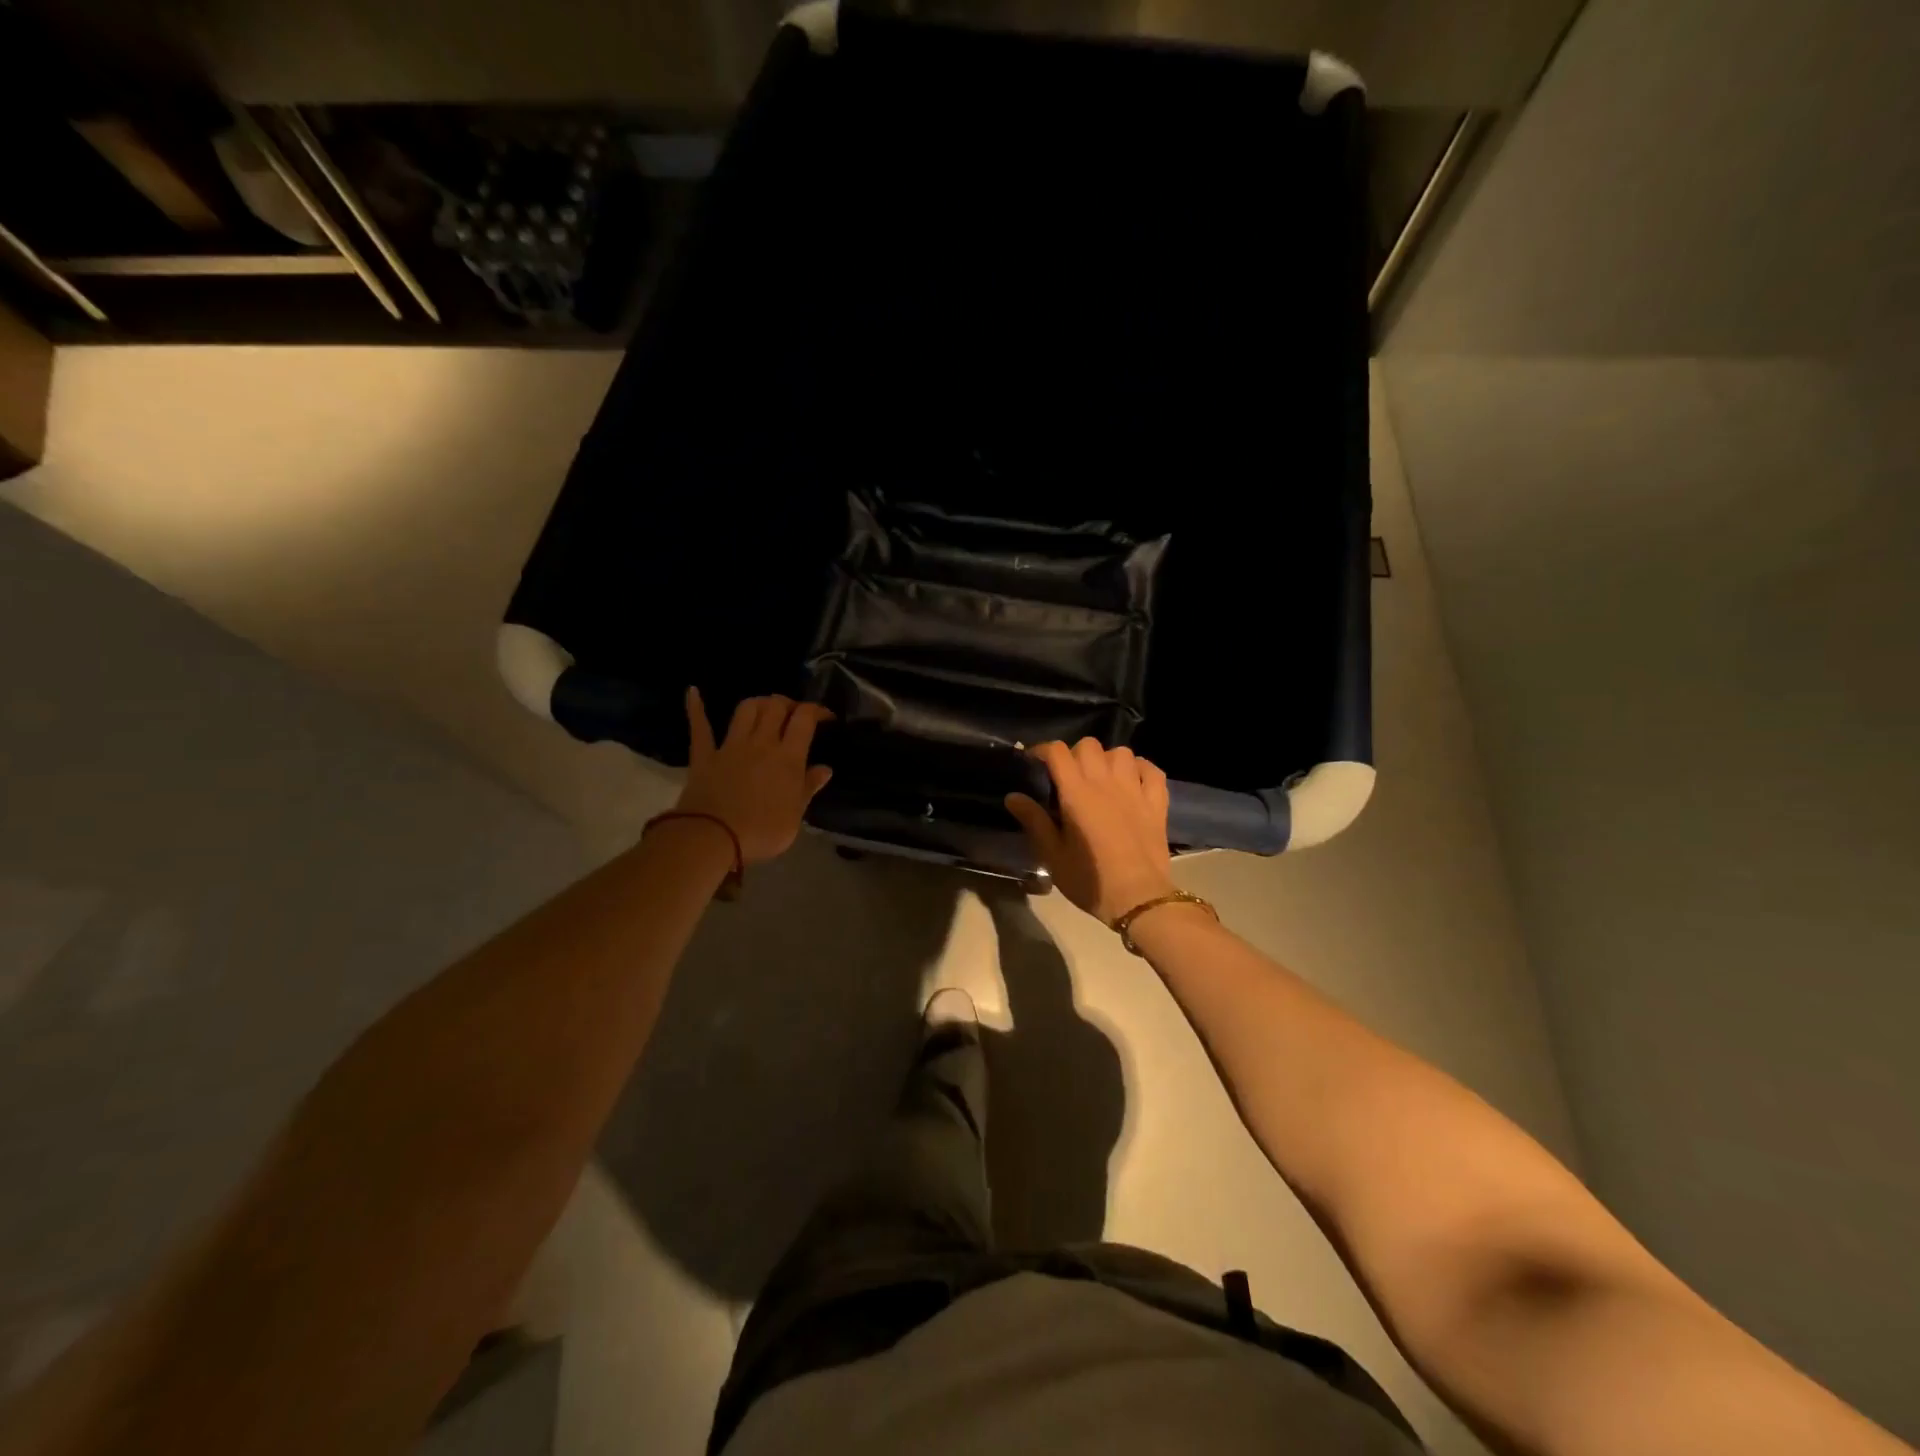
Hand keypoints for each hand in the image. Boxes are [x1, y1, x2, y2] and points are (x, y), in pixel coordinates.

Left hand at [676, 689, 833, 864]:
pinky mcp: (705, 756)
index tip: (825, 716)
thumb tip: (825, 769)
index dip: (817, 710)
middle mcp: (761, 743)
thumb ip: (808, 788)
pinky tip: (694, 692)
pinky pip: (700, 727)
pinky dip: (696, 708)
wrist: (712, 838)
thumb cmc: (762, 831)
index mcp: (788, 757)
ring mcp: (731, 746)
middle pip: (776, 707)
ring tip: (765, 708)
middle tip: (794, 714)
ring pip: (746, 709)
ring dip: (759, 703)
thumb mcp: (795, 816)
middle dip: (788, 704)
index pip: (805, 719)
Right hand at [1005, 738, 1175, 922]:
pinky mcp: (1157, 802)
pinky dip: (1140, 769)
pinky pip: (1151, 770)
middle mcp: (1106, 782)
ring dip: (1107, 759)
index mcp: (1076, 792)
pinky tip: (1133, 780)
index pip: (1058, 752)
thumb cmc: (1089, 880)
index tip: (1034, 762)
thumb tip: (1013, 796)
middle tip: (1067, 775)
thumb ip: (1033, 820)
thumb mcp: (1052, 855)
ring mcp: (1135, 789)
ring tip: (1100, 777)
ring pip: (1121, 752)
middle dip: (1074, 753)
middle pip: (1088, 745)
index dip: (1043, 750)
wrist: (1138, 898)